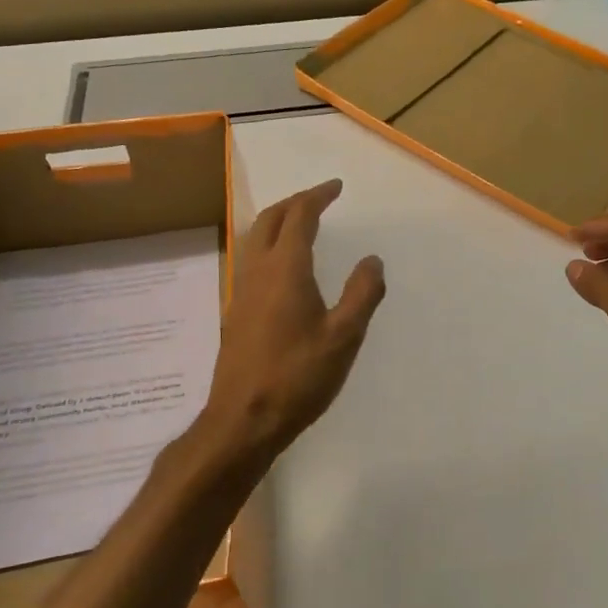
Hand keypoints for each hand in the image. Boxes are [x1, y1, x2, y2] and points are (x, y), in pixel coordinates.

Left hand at [202, 178, 385, 460]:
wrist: (243, 420)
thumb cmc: (298, 376)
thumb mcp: (344, 337)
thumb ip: (362, 294)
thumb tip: (372, 260)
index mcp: (285, 269)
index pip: (300, 217)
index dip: (318, 197)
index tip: (336, 187)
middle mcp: (258, 271)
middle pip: (270, 220)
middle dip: (295, 202)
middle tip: (319, 199)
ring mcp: (241, 291)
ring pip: (255, 239)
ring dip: (278, 222)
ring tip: (301, 223)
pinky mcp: (235, 312)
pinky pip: (251, 260)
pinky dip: (269, 245)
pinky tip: (283, 267)